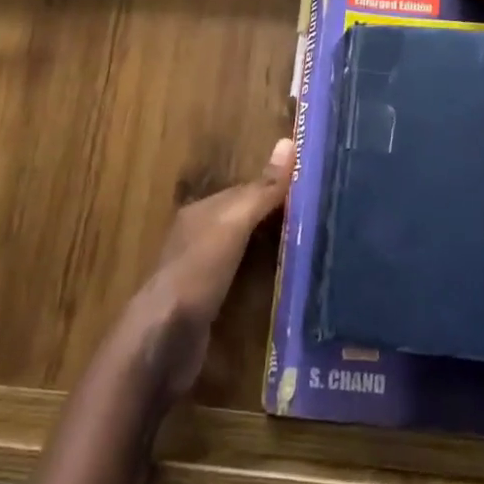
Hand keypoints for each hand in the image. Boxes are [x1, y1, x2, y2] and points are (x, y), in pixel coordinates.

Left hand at [122, 138, 294, 401]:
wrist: (163, 341)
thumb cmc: (197, 274)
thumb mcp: (233, 226)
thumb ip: (262, 190)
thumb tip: (289, 142)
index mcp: (201, 212)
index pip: (246, 190)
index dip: (277, 186)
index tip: (314, 185)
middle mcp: (198, 237)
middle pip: (244, 218)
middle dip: (275, 215)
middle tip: (320, 216)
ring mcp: (201, 272)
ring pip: (243, 248)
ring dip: (270, 245)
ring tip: (311, 245)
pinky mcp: (207, 303)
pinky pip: (241, 278)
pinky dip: (261, 273)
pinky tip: (283, 281)